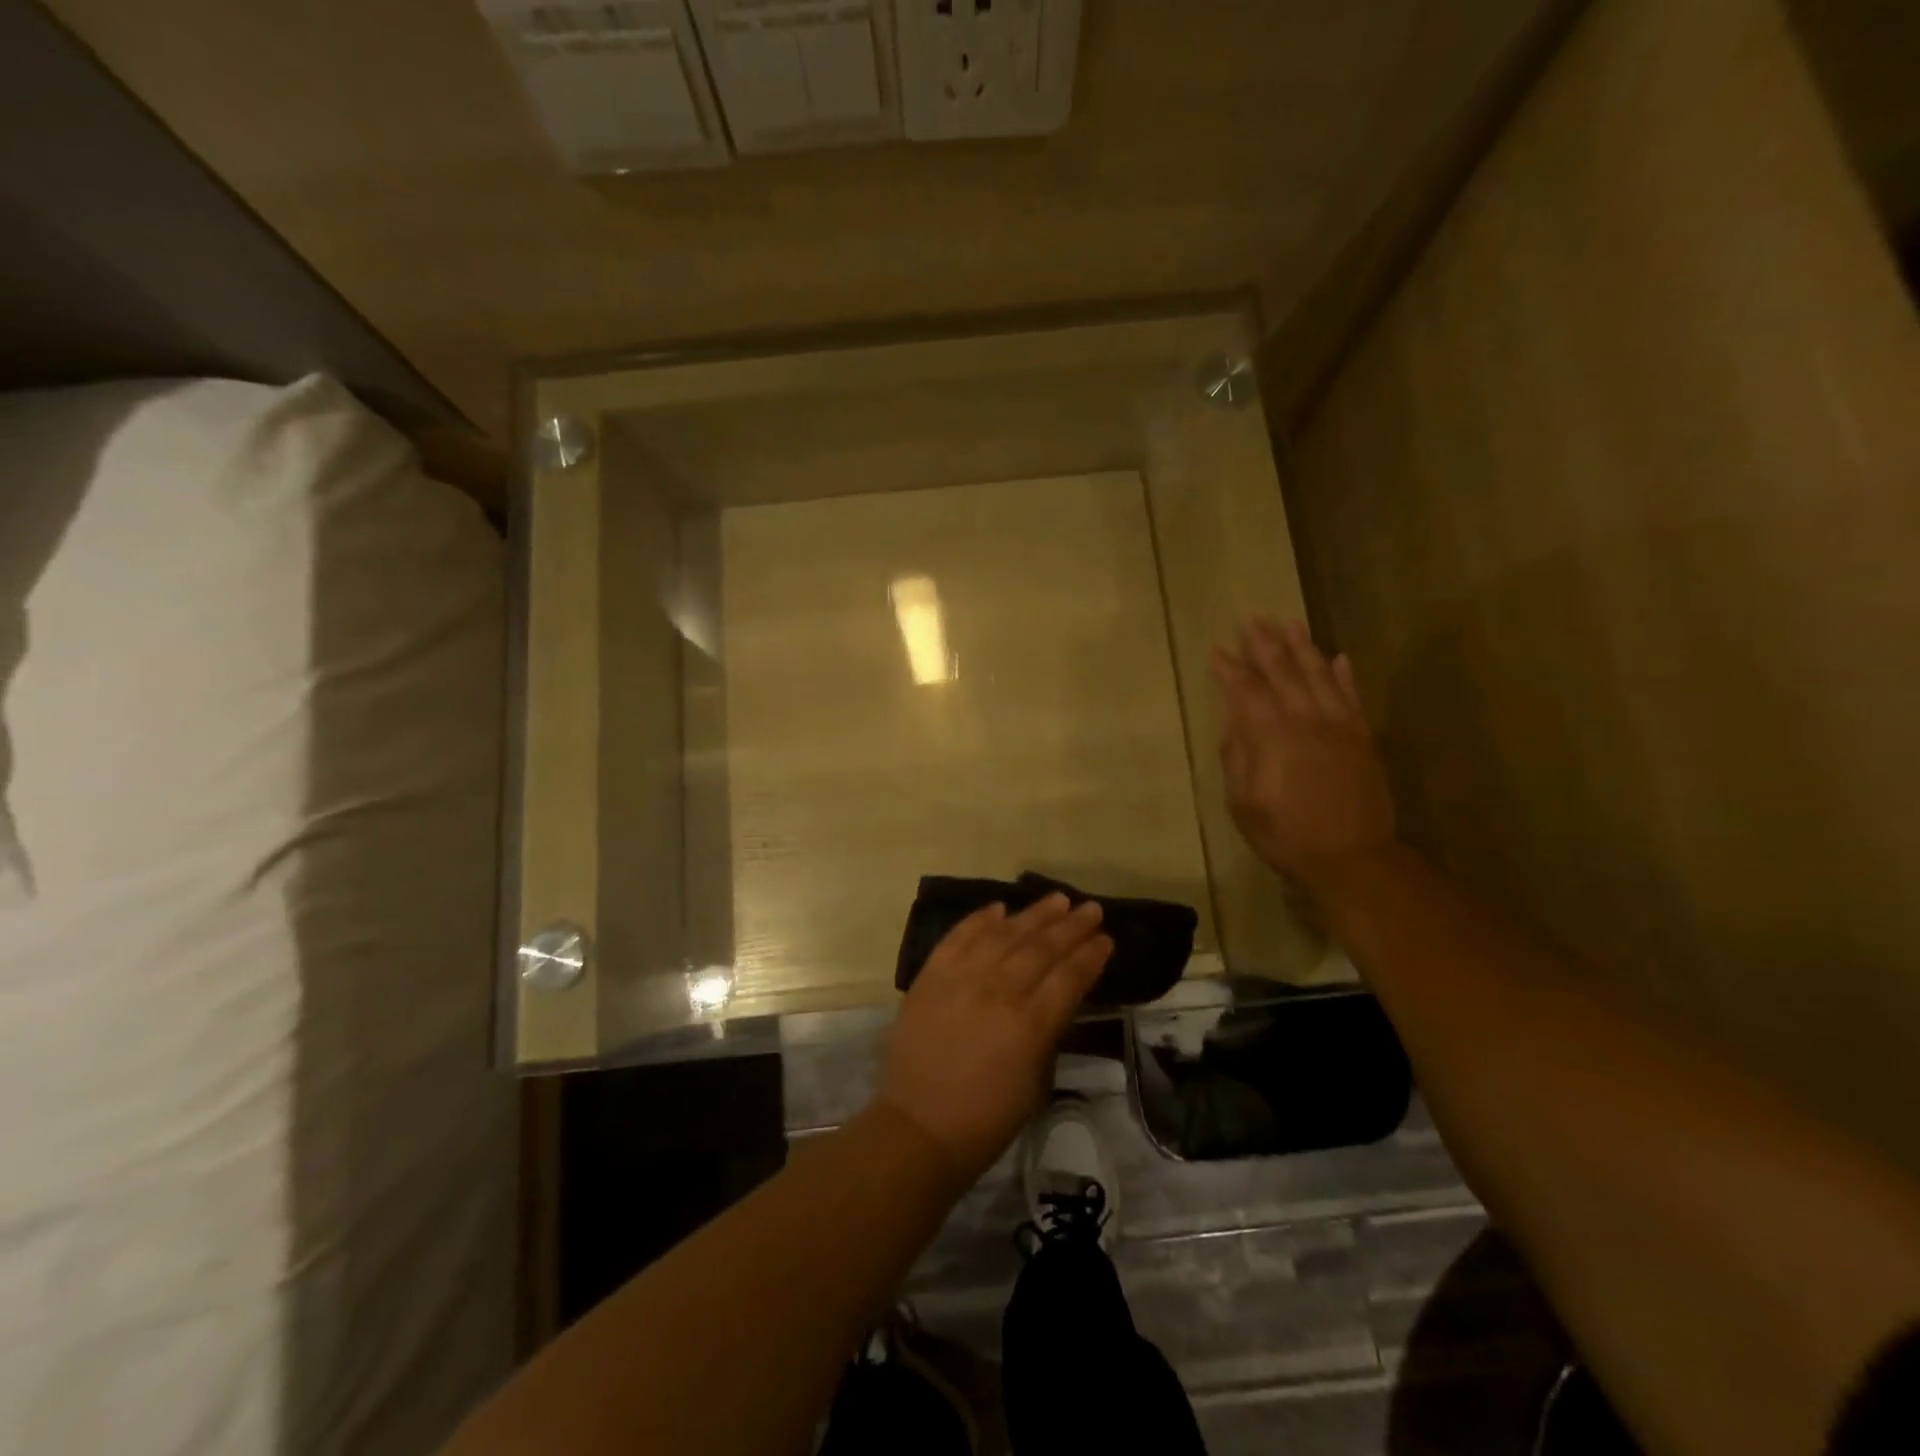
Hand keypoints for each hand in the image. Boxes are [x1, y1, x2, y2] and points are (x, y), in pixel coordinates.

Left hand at [876, 895, 1112, 1185]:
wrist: (918, 1126)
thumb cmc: (986, 1119)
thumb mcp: (1036, 1084)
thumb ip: (1049, 1034)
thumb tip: (1055, 1000)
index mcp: (1030, 1024)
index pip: (1069, 977)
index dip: (1091, 955)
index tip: (1106, 939)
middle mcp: (999, 991)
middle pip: (1042, 948)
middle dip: (1071, 926)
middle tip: (1091, 908)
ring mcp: (961, 978)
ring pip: (1004, 934)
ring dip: (1033, 914)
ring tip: (1057, 899)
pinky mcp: (931, 975)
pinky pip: (959, 936)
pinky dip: (980, 919)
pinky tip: (999, 907)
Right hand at [1212, 619, 1396, 889]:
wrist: (1352, 858)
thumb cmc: (1286, 834)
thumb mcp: (1244, 802)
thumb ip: (1238, 756)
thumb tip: (1235, 722)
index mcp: (1273, 736)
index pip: (1247, 692)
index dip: (1231, 670)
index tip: (1218, 651)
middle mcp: (1307, 721)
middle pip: (1284, 674)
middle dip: (1265, 646)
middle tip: (1252, 621)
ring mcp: (1340, 727)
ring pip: (1320, 676)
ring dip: (1303, 648)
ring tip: (1290, 624)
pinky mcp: (1364, 738)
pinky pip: (1353, 697)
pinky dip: (1345, 676)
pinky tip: (1339, 658)